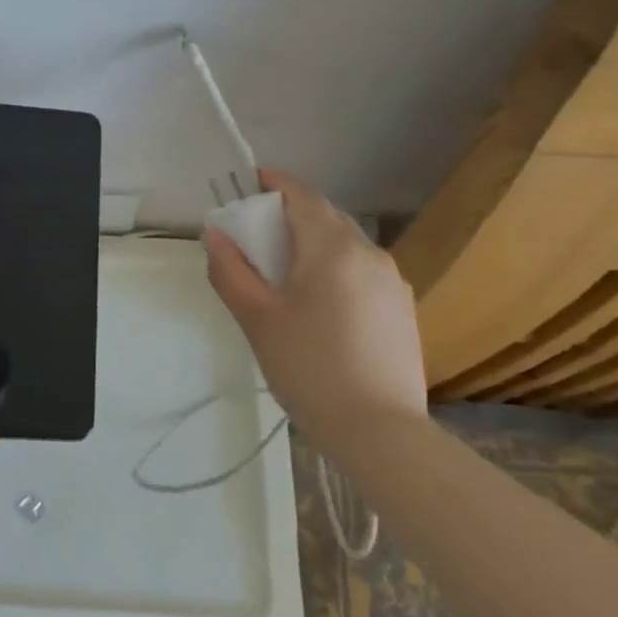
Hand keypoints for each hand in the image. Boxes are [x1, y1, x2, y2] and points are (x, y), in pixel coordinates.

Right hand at [204, 170, 426, 449]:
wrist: (381, 433)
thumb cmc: (309, 368)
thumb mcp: (257, 319)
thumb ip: (230, 270)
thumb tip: (214, 232)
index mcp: (332, 247)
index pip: (301, 195)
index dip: (273, 183)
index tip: (249, 184)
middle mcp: (368, 252)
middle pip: (324, 217)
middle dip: (290, 216)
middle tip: (258, 238)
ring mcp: (392, 280)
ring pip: (345, 244)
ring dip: (314, 244)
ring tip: (287, 276)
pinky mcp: (403, 308)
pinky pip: (362, 271)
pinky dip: (336, 269)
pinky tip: (322, 306)